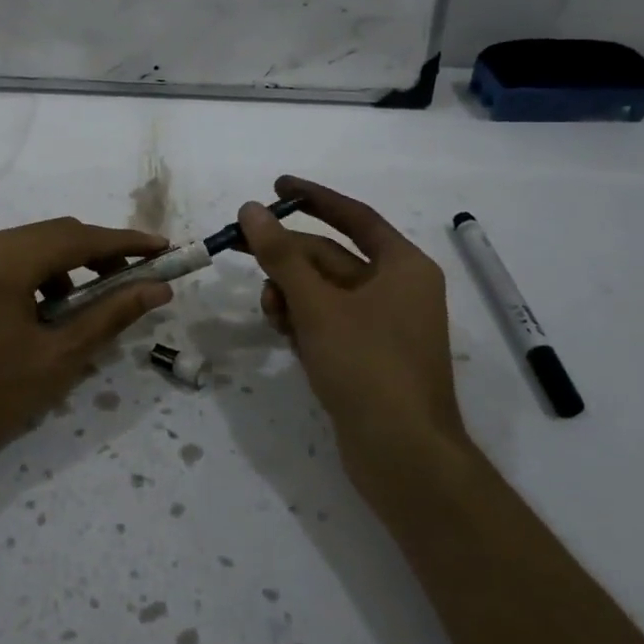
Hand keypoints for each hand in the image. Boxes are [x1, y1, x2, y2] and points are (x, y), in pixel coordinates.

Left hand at [0, 217, 171, 485]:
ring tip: (97, 300)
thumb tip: (157, 288)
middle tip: (139, 277)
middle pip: (56, 234)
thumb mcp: (58, 359)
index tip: (164, 248)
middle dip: (101, 252)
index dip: (127, 242)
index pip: (80, 237)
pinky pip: (10, 259)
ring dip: (71, 263)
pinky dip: (40, 274)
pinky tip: (52, 309)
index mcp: (6, 258)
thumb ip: (110, 315)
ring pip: (33, 245)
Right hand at [238, 176, 466, 490]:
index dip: (313, 197)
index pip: (353, 216)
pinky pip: (327, 320)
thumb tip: (251, 209)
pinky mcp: (367, 354)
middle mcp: (397, 288)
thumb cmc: (367, 367)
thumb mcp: (317, 305)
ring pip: (323, 291)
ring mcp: (382, 324)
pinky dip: (302, 319)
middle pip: (330, 256)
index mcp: (402, 266)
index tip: (275, 186)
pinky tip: (282, 331)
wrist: (403, 456)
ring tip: (270, 310)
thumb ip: (281, 255)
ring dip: (290, 292)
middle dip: (287, 257)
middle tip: (239, 247)